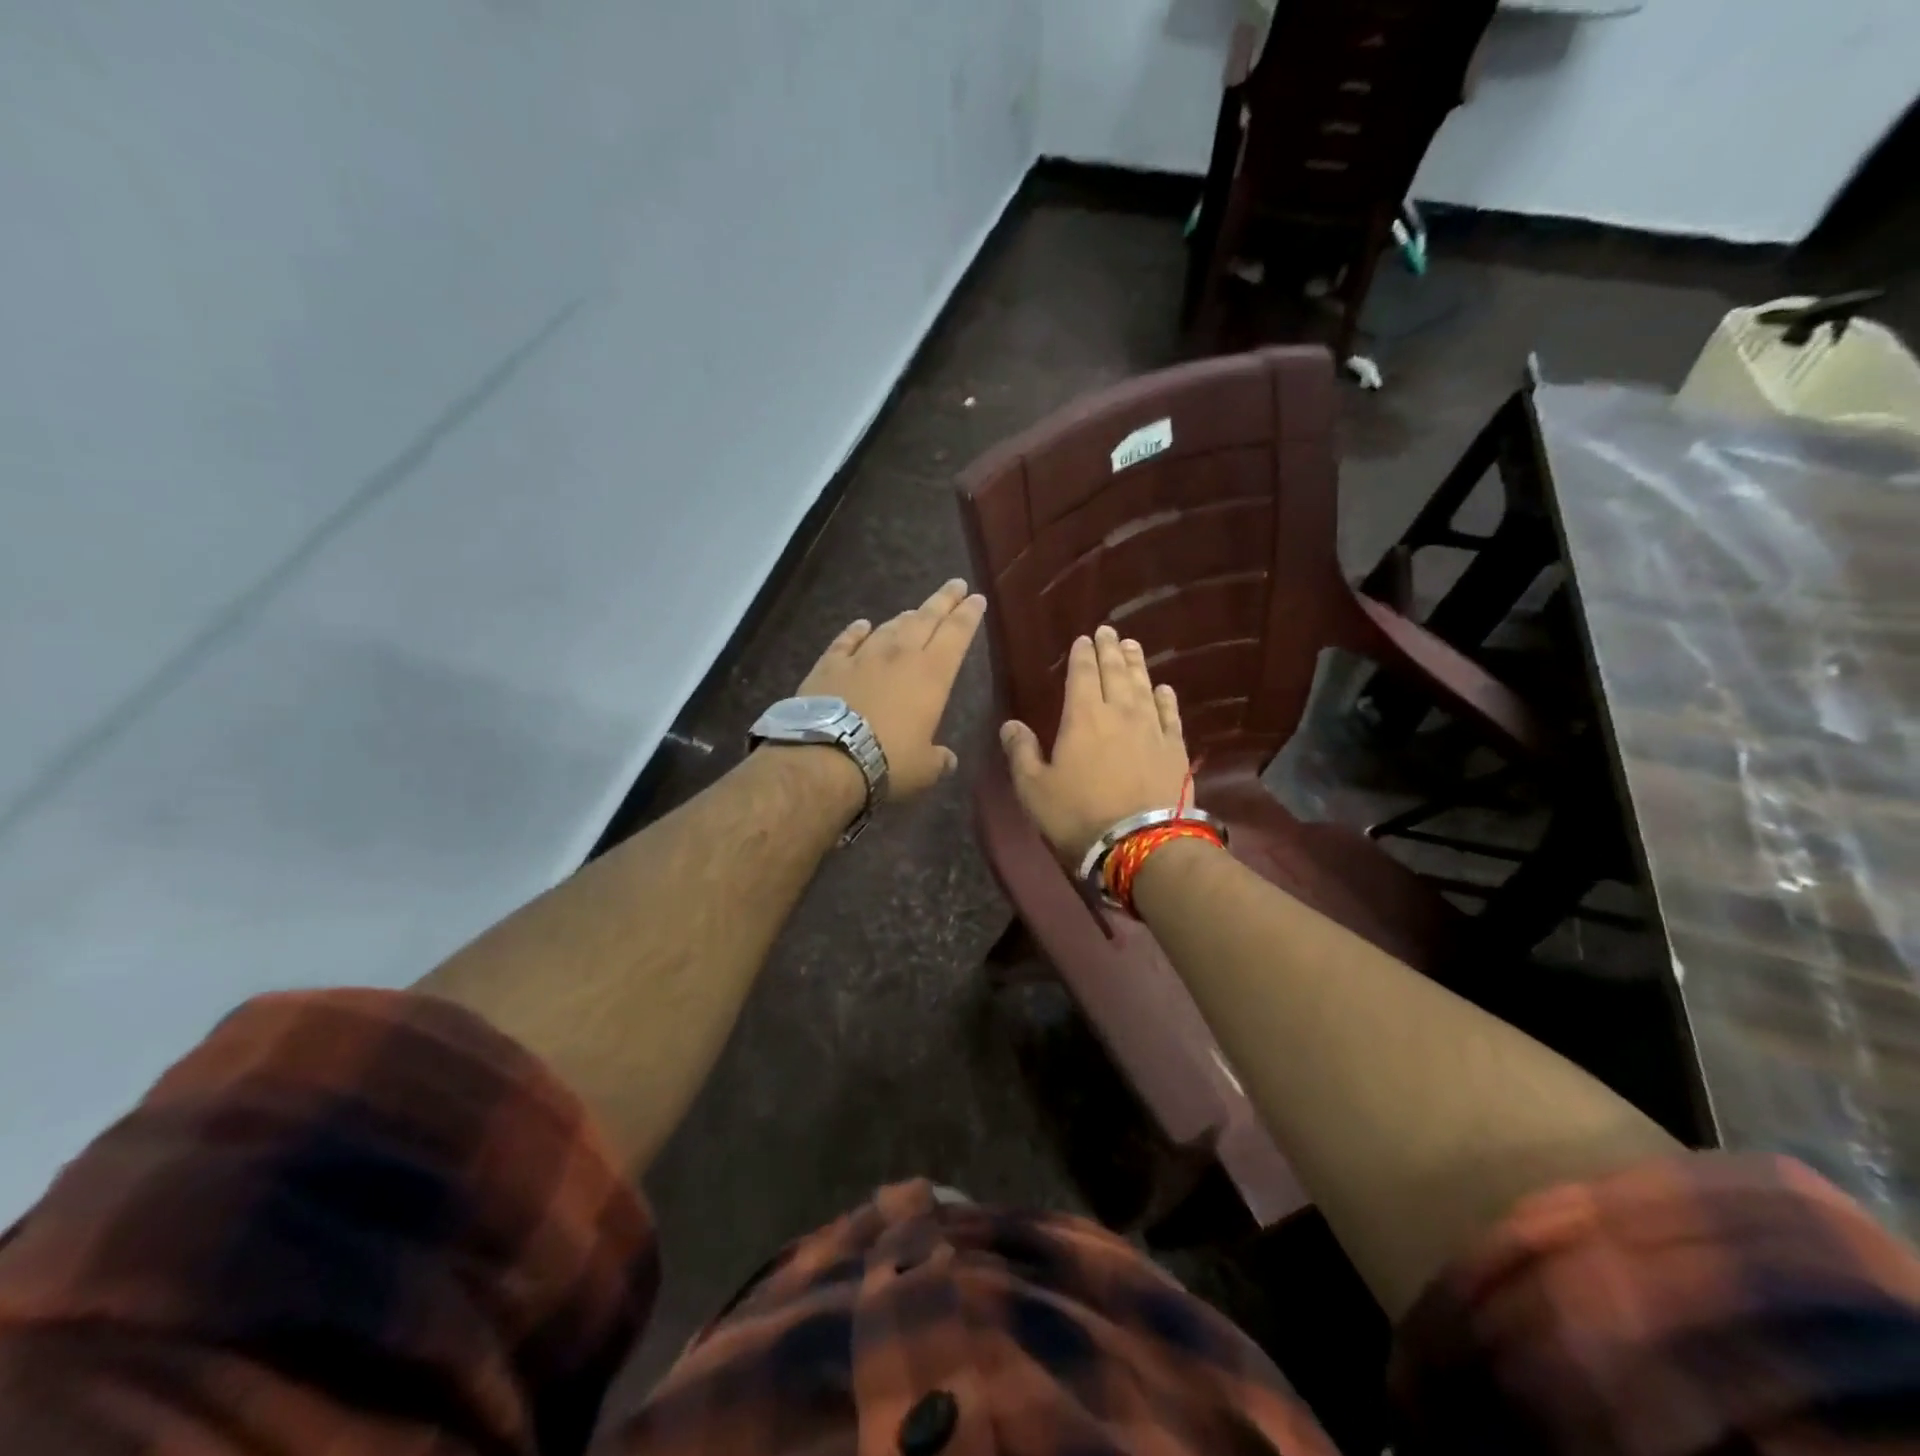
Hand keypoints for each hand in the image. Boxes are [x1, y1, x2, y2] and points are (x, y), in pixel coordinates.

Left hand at [796, 579, 986, 799]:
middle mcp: (900, 655)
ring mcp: (862, 656)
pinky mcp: (830, 664)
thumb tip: (947, 760)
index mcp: (932, 675)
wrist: (827, 756)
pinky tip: (861, 625)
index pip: (957, 634)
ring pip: (889, 627)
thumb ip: (938, 760)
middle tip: (956, 585)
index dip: (969, 615)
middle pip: (926, 619)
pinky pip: (847, 640)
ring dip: (905, 617)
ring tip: (914, 611)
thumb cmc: (888, 761)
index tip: (977, 598)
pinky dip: (856, 631)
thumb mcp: (924, 769)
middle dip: (944, 601)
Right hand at [999, 624, 1189, 865]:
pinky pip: (1170, 714)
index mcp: (1082, 717)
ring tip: (1132, 646)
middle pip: (1115, 673)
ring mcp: (1151, 729)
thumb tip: (1010, 724)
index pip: (1082, 675)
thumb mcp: (1034, 788)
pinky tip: (1164, 688)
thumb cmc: (1078, 815)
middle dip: (1110, 650)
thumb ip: (1021, 752)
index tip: (1083, 639)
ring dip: (1136, 664)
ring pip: (1143, 686)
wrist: (1141, 843)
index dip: (1082, 655)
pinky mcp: (1175, 749)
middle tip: (1109, 631)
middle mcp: (1119, 713)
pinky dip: (1166, 698)